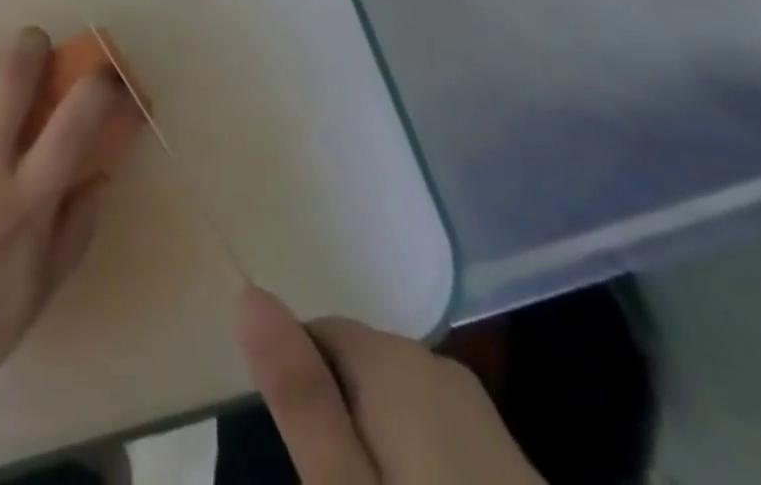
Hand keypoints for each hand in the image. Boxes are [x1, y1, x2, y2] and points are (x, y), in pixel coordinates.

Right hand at [236, 288, 542, 483]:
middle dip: (337, 420)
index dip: (296, 389)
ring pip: (396, 407)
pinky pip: (437, 440)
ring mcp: (484, 419)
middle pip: (356, 368)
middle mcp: (440, 370)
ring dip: (375, 449)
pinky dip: (417, 470)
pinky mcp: (511, 466)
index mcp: (396, 361)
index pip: (313, 333)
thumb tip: (249, 293)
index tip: (299, 457)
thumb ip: (299, 394)